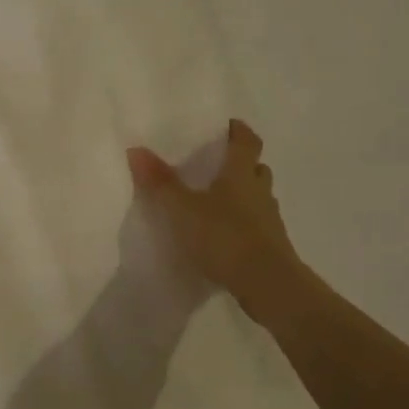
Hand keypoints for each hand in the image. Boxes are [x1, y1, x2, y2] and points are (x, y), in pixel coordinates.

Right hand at [126, 119, 315, 330]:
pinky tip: (226, 235)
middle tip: (222, 164)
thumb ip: (160, 182)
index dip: (239, 132)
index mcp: (240, 175)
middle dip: (243, 164)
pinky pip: (258, 225)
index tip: (231, 124)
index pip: (246, 144)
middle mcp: (260, 193)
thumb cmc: (224, 237)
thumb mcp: (182, 209)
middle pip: (256, 169)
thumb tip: (135, 149)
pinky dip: (245, 223)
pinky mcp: (272, 248)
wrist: (268, 284)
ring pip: (259, 198)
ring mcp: (269, 221)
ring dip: (245, 195)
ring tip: (220, 200)